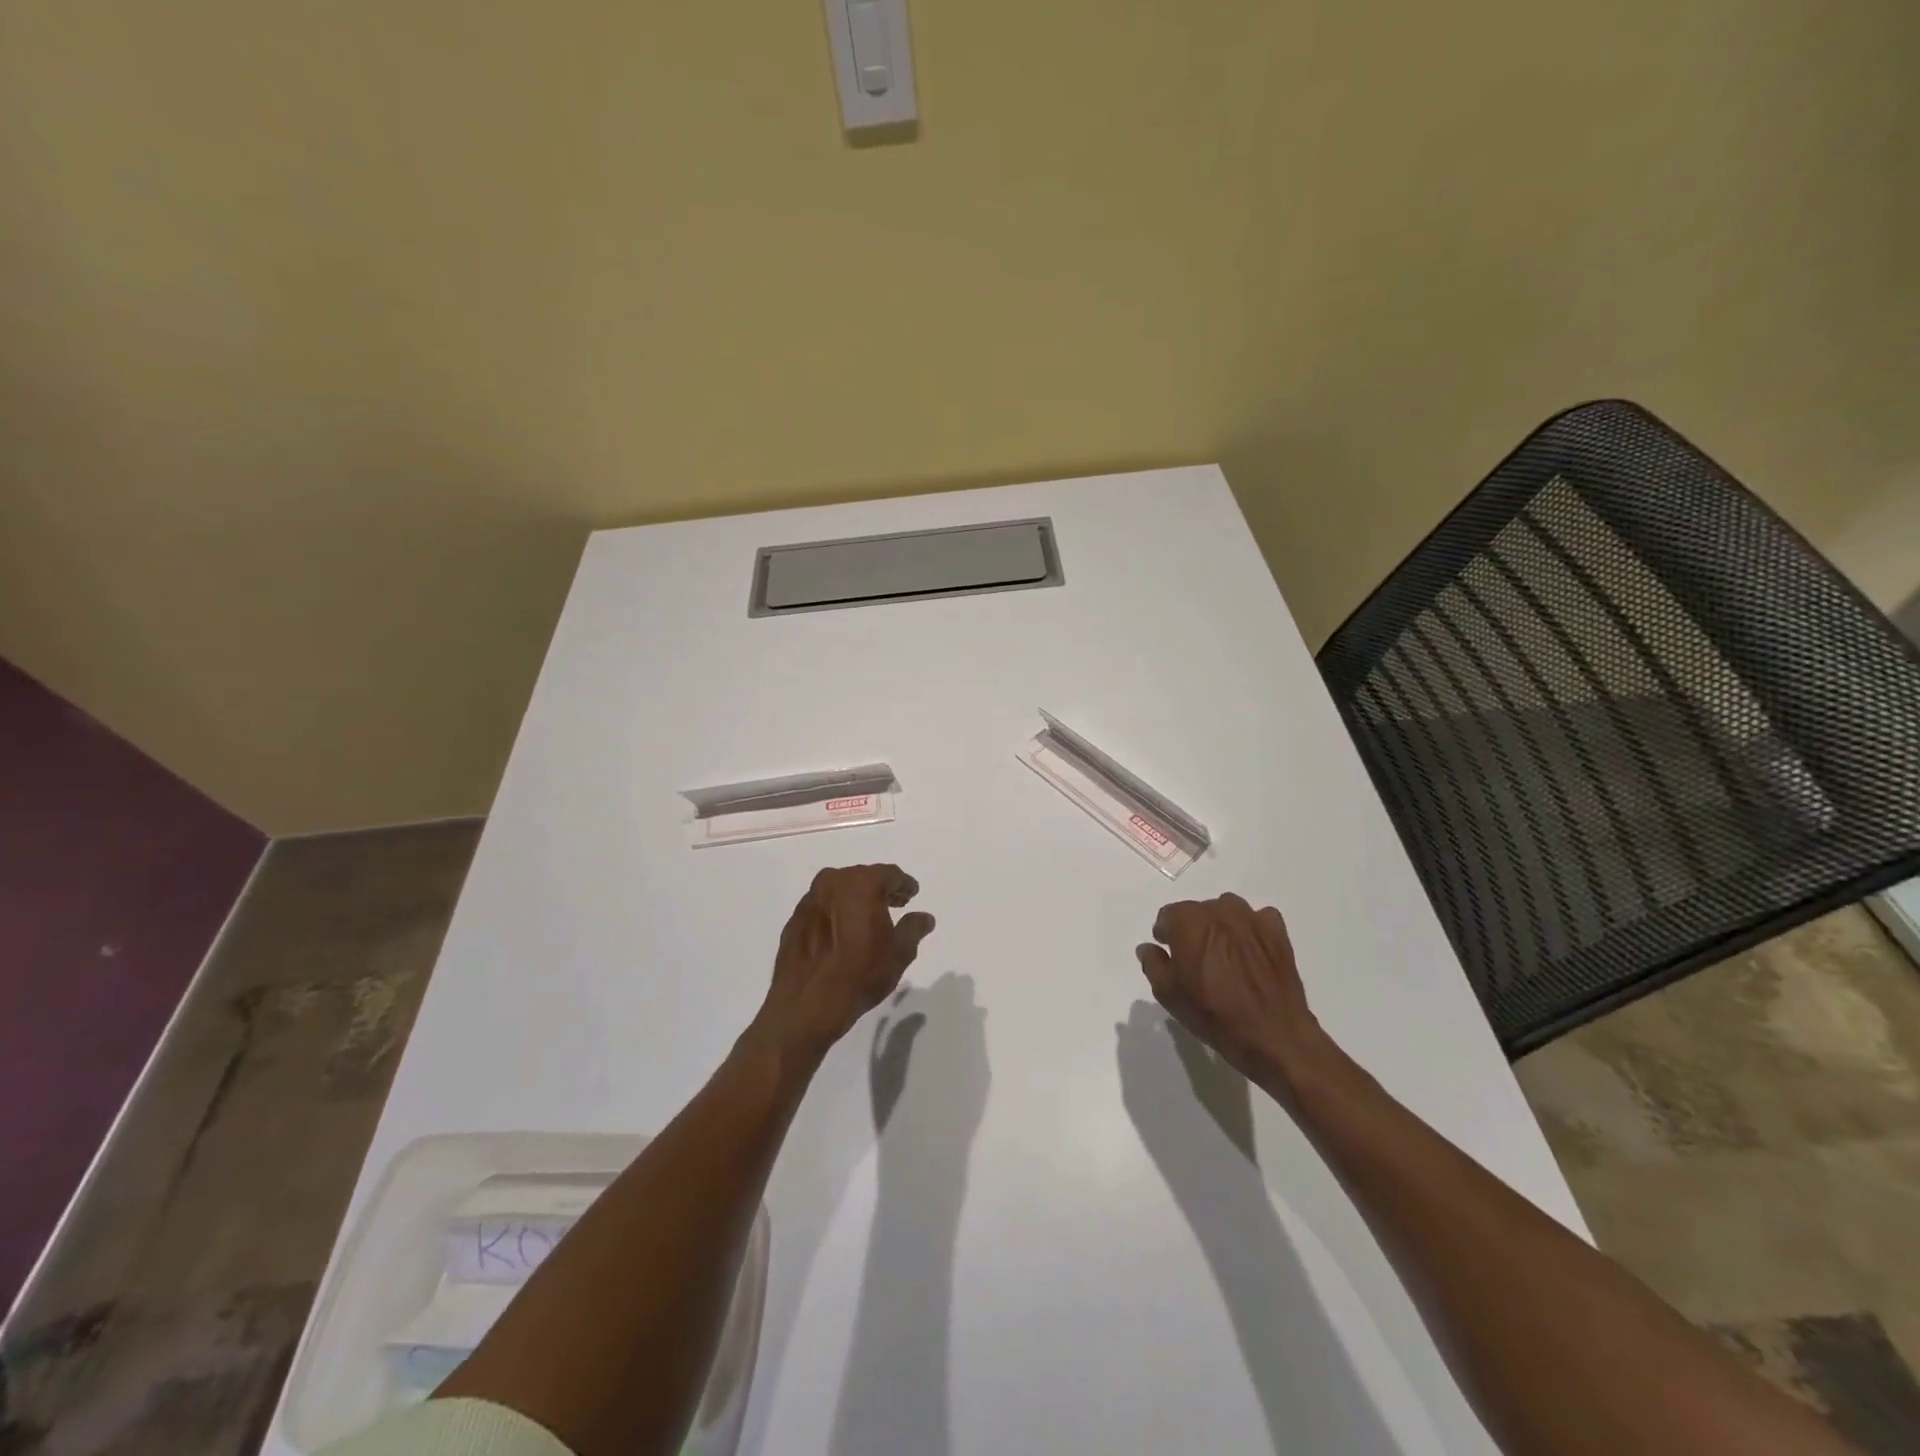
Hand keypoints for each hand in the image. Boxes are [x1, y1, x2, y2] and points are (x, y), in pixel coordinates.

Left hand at [751, 865, 935, 1061]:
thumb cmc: (861, 973)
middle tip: (894, 904)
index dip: (904, 885)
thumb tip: (924, 917)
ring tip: (867, 920)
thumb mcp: (899, 952)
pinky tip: (841, 933)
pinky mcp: (794, 919)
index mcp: (861, 883)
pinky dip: (835, 914)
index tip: (911, 895)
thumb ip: (913, 928)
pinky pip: (822, 908)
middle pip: (862, 878)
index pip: (890, 874)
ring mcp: (809, 900)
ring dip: (855, 900)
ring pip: (839, 891)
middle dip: (879, 890)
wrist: (807, 1004)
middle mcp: (832, 882)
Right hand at [1135, 893, 1328, 1086]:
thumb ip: (1153, 964)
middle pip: (1198, 911)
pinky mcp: (1277, 932)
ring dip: (1221, 926)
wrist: (1273, 1035)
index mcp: (1189, 921)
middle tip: (1196, 958)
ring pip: (1227, 910)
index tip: (1169, 952)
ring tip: (1224, 954)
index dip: (1166, 934)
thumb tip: (1149, 948)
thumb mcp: (1169, 994)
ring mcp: (1252, 918)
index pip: (1168, 915)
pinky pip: (1258, 919)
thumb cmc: (1214, 1014)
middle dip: (1193, 929)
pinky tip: (1251, 952)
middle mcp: (1219, 910)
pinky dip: (1252, 930)